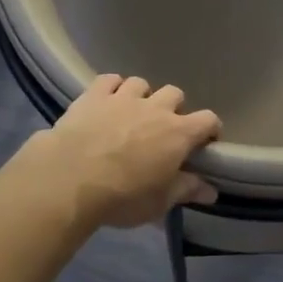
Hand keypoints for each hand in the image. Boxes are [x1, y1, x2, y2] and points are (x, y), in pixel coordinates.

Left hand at [29, 75, 221, 227]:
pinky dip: (111, 87)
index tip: (205, 142)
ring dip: (141, 96)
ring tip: (132, 113)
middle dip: (173, 108)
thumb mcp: (159, 202)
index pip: (208, 120)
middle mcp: (155, 108)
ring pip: (141, 83)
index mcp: (178, 134)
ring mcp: (124, 97)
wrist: (71, 178)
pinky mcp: (95, 94)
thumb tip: (211, 191)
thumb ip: (186, 191)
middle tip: (162, 129)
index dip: (210, 129)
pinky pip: (109, 79)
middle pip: (175, 94)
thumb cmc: (122, 196)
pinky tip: (107, 99)